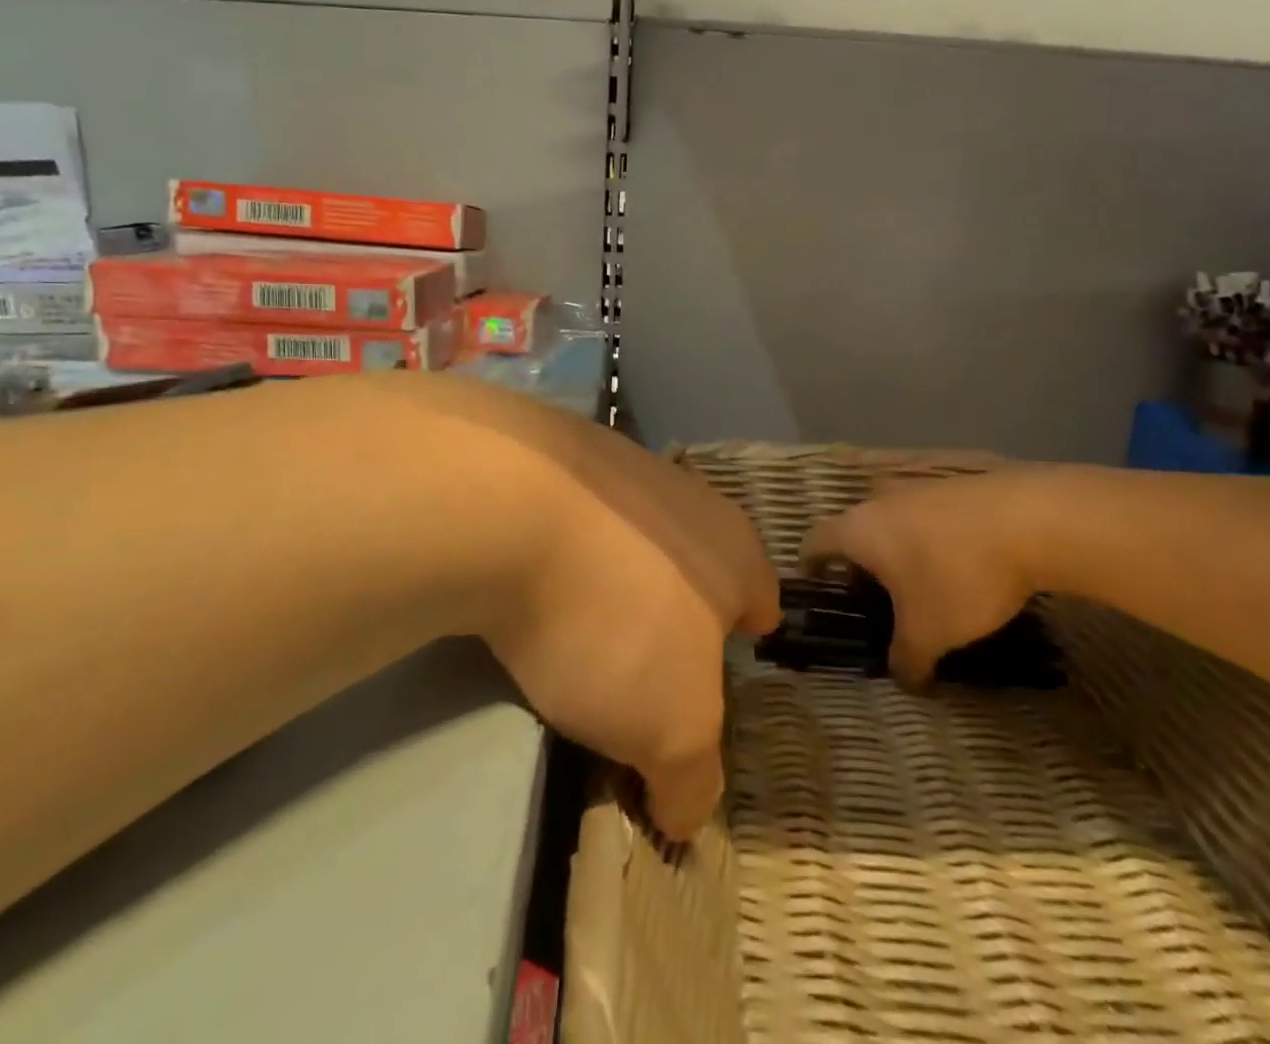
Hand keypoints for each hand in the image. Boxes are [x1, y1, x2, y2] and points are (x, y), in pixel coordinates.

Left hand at [400, 378, 780, 839]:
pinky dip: (563, 553)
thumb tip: (686, 811)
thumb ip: (692, 776)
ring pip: (636, 538)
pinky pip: (576, 519)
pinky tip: (532, 580)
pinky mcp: (555, 458)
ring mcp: (620, 468)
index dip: (744, 642)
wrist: (509, 504)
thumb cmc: (616, 617)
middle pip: (697, 565)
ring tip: (579, 629)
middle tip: (643, 667)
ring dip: (618, 579)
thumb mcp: (672, 728)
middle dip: (679, 613)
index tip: (717, 675)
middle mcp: (687, 497)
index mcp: (733, 549)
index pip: (760, 599)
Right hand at [801, 469, 1047, 687]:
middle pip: (855, 530)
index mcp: (859, 530)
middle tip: (878, 599)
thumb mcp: (930, 632)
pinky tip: (961, 563)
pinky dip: (932, 538)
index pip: (814, 541)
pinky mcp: (956, 484)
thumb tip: (904, 679)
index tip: (820, 589)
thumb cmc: (959, 575)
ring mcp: (919, 486)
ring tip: (923, 584)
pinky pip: (929, 514)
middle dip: (862, 564)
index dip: (810, 566)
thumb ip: (906, 658)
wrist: (1031, 520)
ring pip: (894, 520)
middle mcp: (880, 500)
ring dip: (900, 549)